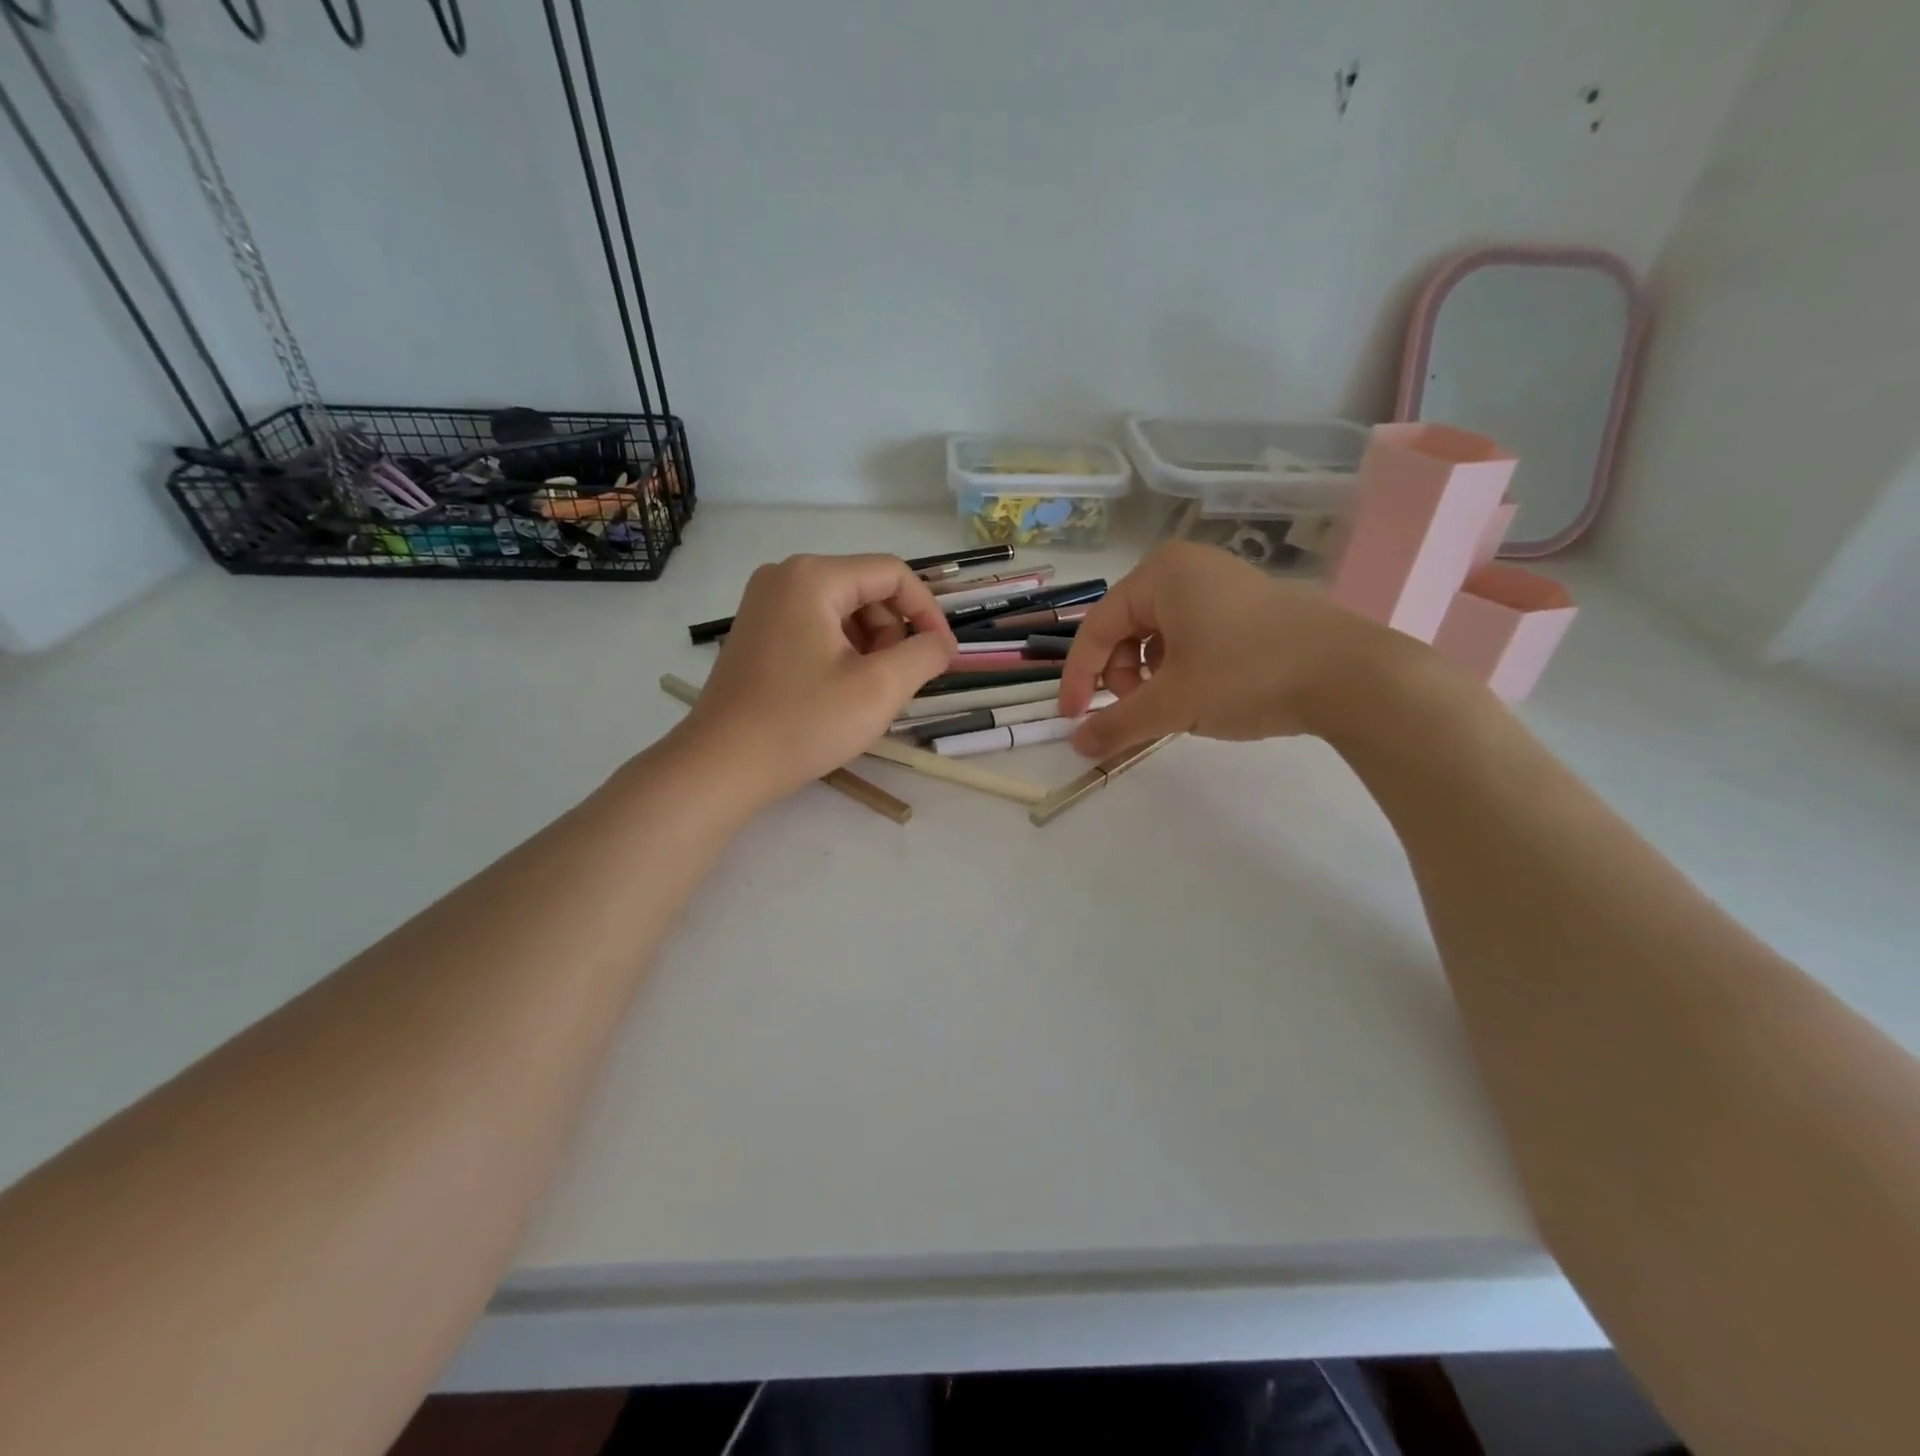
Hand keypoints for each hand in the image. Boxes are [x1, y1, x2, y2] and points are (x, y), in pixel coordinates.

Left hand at [677, 553, 956, 807]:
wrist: (722, 765)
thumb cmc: (804, 723)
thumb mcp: (879, 688)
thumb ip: (924, 654)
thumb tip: (941, 642)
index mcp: (813, 577)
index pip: (893, 574)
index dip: (928, 612)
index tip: (943, 655)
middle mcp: (785, 576)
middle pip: (866, 590)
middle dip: (892, 634)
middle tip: (893, 684)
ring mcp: (765, 604)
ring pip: (843, 612)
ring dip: (868, 648)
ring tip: (863, 693)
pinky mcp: (757, 632)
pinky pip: (816, 627)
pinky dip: (840, 653)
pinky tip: (836, 693)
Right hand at [1058, 541, 1406, 757]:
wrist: (1353, 675)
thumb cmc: (1247, 675)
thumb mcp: (1173, 703)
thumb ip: (1117, 724)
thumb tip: (1076, 746)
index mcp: (1160, 574)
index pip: (1096, 628)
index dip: (1078, 678)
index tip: (1073, 720)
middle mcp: (1187, 567)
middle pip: (1126, 628)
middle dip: (1121, 675)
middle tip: (1139, 711)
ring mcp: (1223, 582)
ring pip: (1159, 634)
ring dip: (1150, 675)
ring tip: (1174, 706)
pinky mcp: (1250, 605)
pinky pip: (1192, 634)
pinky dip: (1182, 667)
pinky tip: (1204, 693)